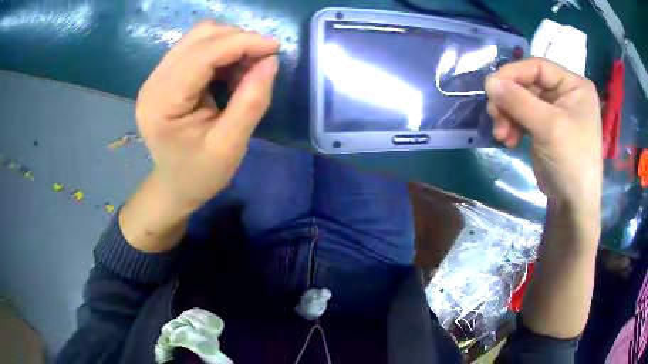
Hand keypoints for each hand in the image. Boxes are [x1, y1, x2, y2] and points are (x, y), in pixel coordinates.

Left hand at [135, 21, 279, 212]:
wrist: (174, 186)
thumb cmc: (200, 174)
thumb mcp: (229, 146)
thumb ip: (250, 102)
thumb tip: (270, 61)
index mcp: (162, 102)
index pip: (202, 54)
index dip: (241, 43)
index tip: (274, 47)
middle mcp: (154, 82)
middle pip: (199, 36)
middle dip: (237, 40)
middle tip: (262, 60)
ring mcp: (157, 76)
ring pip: (199, 37)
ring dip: (230, 44)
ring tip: (247, 69)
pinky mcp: (165, 76)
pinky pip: (197, 48)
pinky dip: (222, 52)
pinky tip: (231, 72)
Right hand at [485, 58, 602, 214]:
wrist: (573, 205)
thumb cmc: (571, 161)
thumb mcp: (548, 127)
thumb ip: (518, 101)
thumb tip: (488, 81)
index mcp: (574, 85)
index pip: (538, 66)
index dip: (513, 74)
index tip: (491, 88)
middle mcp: (565, 93)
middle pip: (527, 84)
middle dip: (509, 101)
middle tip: (494, 117)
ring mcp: (554, 111)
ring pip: (522, 101)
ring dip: (507, 115)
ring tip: (501, 135)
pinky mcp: (545, 128)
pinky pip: (523, 117)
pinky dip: (512, 126)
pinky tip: (508, 140)